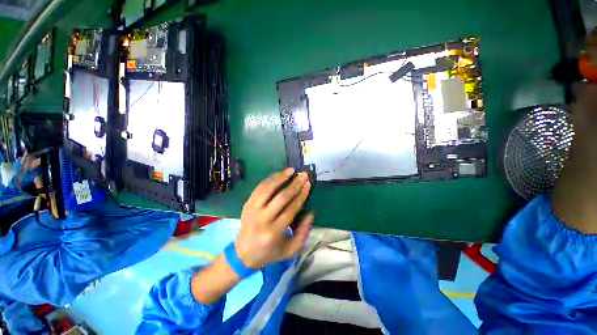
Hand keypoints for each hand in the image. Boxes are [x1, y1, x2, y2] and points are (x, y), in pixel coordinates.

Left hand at [235, 168, 312, 268]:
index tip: (308, 184)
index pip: (291, 209)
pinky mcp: (247, 205)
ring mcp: (252, 210)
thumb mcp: (290, 250)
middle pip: (281, 197)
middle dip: (294, 184)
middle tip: (303, 175)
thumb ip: (303, 233)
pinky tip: (278, 174)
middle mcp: (262, 219)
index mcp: (274, 232)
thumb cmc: (269, 253)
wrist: (242, 254)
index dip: (301, 195)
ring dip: (280, 177)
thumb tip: (311, 213)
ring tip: (291, 170)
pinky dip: (269, 179)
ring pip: (268, 189)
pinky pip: (259, 188)